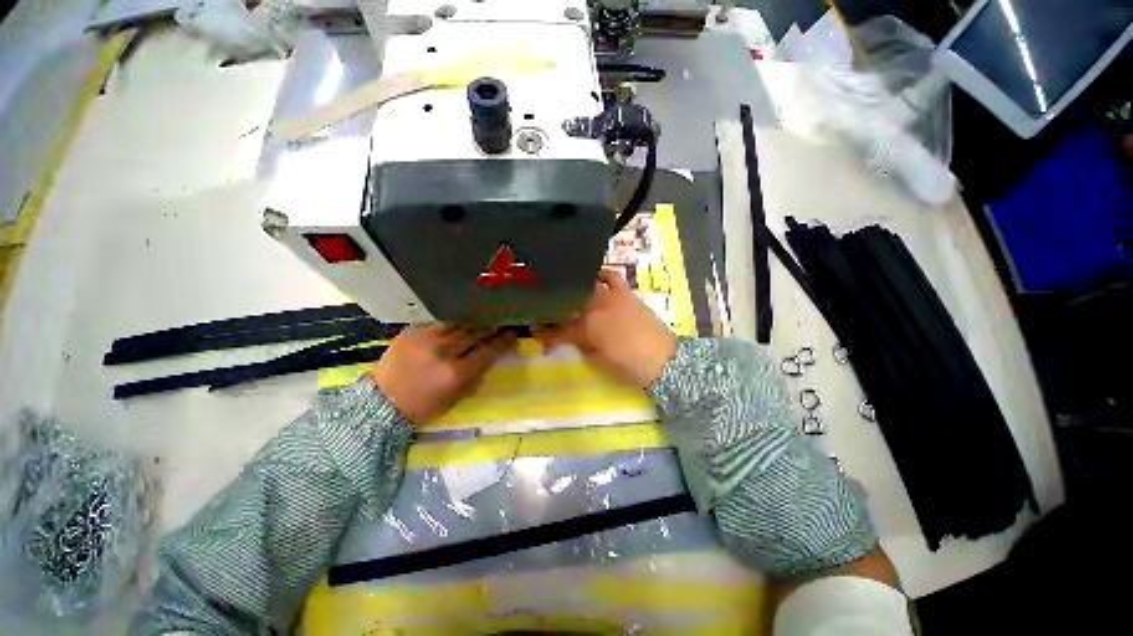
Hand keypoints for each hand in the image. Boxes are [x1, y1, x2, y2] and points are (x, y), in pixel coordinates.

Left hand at [369, 325, 516, 424]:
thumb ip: (474, 378)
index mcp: (455, 373)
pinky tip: (457, 322)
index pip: (488, 352)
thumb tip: (488, 359)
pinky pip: (439, 322)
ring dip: (472, 322)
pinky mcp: (412, 331)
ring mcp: (426, 338)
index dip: (503, 342)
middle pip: (475, 333)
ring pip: (458, 324)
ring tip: (482, 319)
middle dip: (491, 327)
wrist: (380, 402)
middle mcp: (443, 352)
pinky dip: (451, 323)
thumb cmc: (422, 407)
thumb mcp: (454, 399)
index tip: (513, 334)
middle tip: (501, 322)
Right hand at [535, 270, 677, 387]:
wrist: (664, 361)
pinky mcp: (626, 293)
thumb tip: (567, 339)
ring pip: (587, 285)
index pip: (558, 329)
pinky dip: (601, 275)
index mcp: (587, 329)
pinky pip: (612, 277)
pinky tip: (595, 277)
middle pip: (569, 303)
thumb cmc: (629, 367)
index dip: (544, 331)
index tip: (534, 330)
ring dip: (576, 289)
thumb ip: (580, 346)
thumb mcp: (598, 361)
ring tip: (569, 290)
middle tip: (549, 311)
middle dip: (555, 307)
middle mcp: (597, 307)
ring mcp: (612, 297)